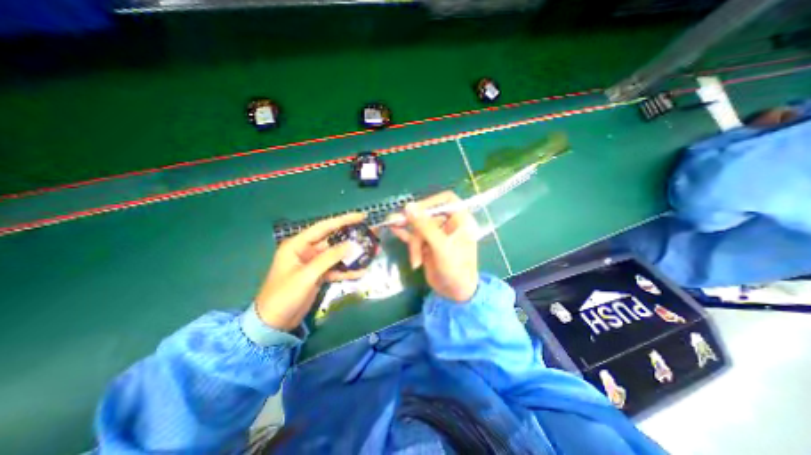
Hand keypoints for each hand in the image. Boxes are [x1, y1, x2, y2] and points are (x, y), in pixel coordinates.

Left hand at [254, 213, 365, 329]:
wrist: (274, 323)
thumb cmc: (284, 295)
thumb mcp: (307, 275)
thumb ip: (329, 258)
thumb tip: (351, 245)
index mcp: (298, 245)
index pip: (323, 227)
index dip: (343, 220)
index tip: (361, 216)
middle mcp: (306, 251)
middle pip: (333, 241)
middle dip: (351, 239)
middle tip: (370, 235)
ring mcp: (313, 264)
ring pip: (336, 255)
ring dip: (352, 256)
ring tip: (371, 253)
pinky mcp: (318, 275)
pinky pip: (335, 269)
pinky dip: (347, 271)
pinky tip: (361, 272)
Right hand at [389, 191, 475, 301]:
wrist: (454, 293)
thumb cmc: (456, 269)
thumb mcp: (441, 247)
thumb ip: (425, 227)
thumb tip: (408, 206)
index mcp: (460, 220)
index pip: (446, 200)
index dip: (430, 202)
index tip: (415, 208)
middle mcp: (448, 224)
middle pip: (427, 216)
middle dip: (416, 228)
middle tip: (398, 225)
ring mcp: (436, 234)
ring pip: (419, 228)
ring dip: (413, 242)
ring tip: (412, 254)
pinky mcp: (426, 244)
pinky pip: (413, 235)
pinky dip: (404, 234)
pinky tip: (394, 229)